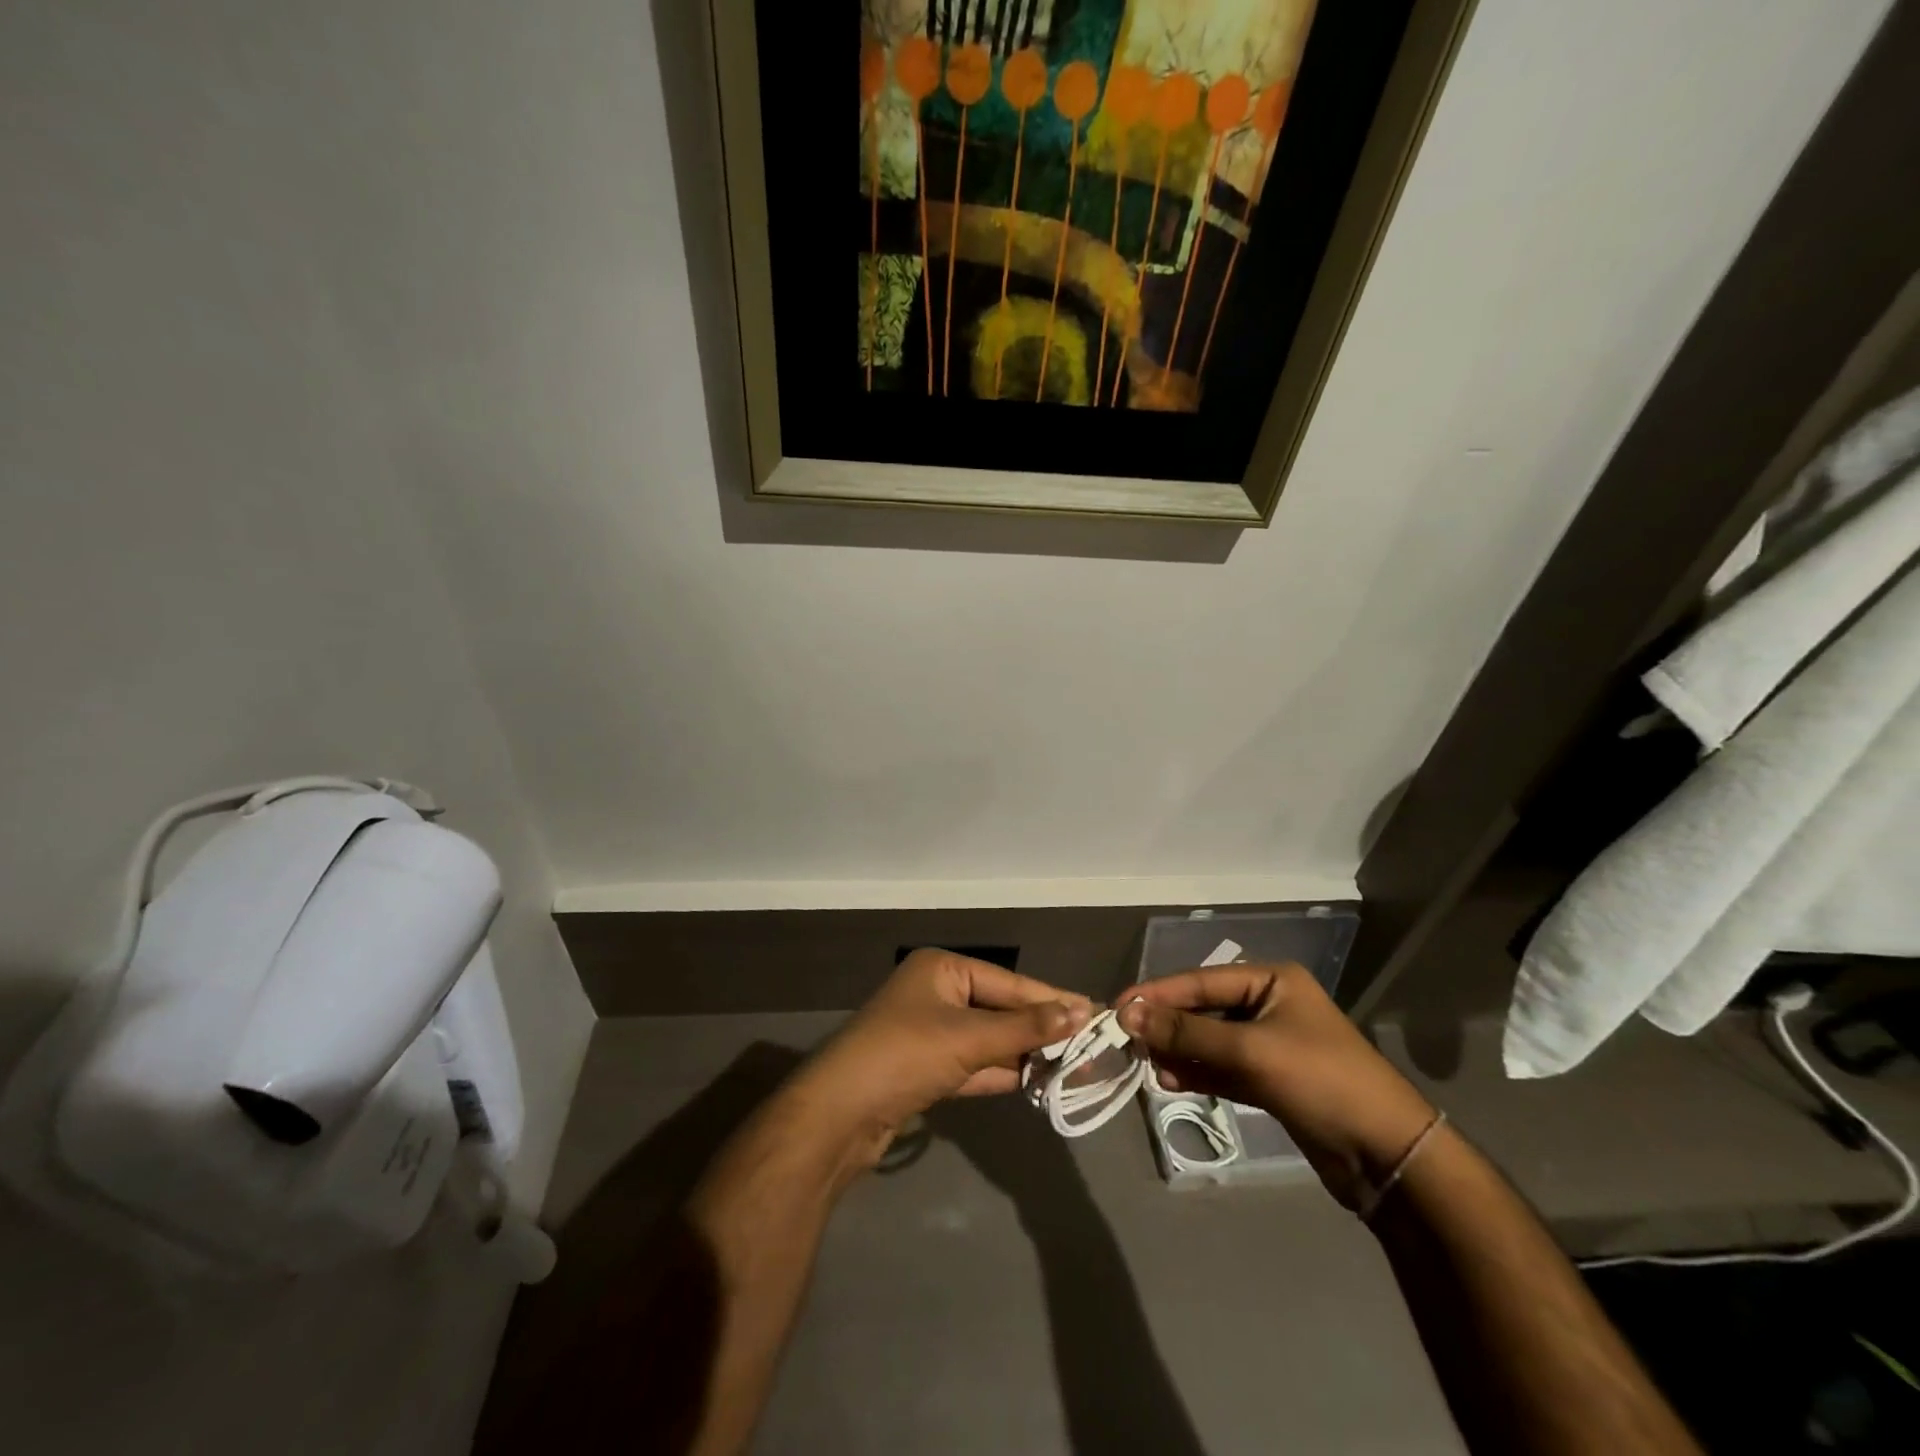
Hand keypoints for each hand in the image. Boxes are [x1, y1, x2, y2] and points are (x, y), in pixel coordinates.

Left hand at [796, 949, 1091, 1169]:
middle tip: (1091, 1045)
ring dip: (1023, 1053)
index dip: (1050, 999)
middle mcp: (936, 993)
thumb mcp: (968, 1038)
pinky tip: (1036, 1081)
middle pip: (999, 1010)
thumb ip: (1024, 1028)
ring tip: (1073, 1065)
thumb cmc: (905, 1055)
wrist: (839, 1115)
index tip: (1094, 1013)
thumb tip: (1080, 1011)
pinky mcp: (926, 1069)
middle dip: (1039, 1029)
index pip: (1008, 982)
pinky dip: (1001, 1072)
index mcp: (942, 969)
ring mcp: (930, 1033)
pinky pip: (974, 1064)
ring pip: (988, 1040)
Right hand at [1117, 963, 1435, 1209]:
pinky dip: (1196, 1073)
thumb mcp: (1250, 1051)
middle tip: (1128, 1040)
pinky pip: (1221, 1068)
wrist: (1388, 1156)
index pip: (1201, 980)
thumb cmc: (1321, 1082)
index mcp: (1271, 981)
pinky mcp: (1269, 1081)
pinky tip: (1169, 1081)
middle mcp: (1268, 1006)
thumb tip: (1129, 1014)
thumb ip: (1188, 1032)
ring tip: (1147, 1065)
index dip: (1158, 993)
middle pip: (1203, 1009)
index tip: (1118, 1007)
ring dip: (1179, 1051)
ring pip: (1209, 1041)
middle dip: (1167, 1025)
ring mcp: (1269, 1045)